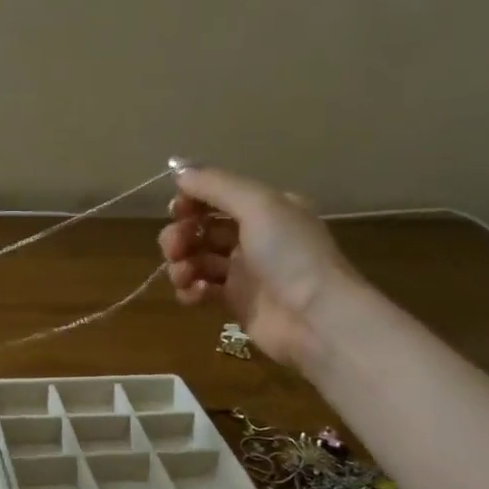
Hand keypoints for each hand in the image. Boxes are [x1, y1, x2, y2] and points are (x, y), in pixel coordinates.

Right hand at [157, 165, 358, 368]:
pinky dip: (191, 290)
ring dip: (181, 263)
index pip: (217, 195)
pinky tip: (194, 294)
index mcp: (266, 208)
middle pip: (202, 228)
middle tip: (174, 248)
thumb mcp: (258, 205)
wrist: (315, 318)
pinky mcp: (236, 302)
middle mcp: (255, 236)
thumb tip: (179, 170)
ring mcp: (244, 271)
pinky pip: (201, 289)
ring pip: (197, 259)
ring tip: (183, 275)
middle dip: (181, 234)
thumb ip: (216, 185)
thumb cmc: (290, 254)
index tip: (176, 209)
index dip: (192, 200)